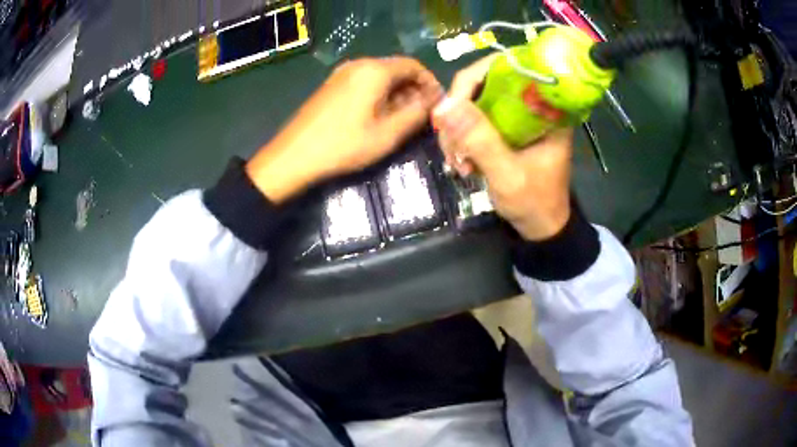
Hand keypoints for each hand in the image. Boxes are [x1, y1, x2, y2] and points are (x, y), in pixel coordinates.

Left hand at [247, 57, 442, 202]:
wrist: (294, 156)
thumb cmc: (343, 145)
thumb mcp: (387, 134)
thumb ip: (416, 114)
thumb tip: (434, 101)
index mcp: (374, 70)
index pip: (413, 65)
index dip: (430, 83)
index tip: (437, 104)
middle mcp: (358, 64)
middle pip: (396, 69)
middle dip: (414, 89)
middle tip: (422, 115)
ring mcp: (342, 73)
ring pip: (380, 77)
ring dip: (397, 93)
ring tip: (403, 119)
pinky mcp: (332, 85)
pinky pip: (364, 82)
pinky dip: (379, 95)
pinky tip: (379, 116)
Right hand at [434, 56, 573, 240]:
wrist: (541, 228)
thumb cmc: (535, 203)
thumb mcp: (508, 175)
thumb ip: (481, 140)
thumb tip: (443, 105)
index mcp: (546, 107)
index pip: (506, 68)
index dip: (473, 78)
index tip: (452, 107)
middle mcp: (531, 104)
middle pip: (484, 84)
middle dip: (459, 112)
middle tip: (450, 144)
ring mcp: (516, 116)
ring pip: (474, 103)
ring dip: (457, 130)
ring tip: (457, 163)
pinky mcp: (505, 129)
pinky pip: (474, 121)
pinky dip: (461, 139)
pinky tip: (460, 162)